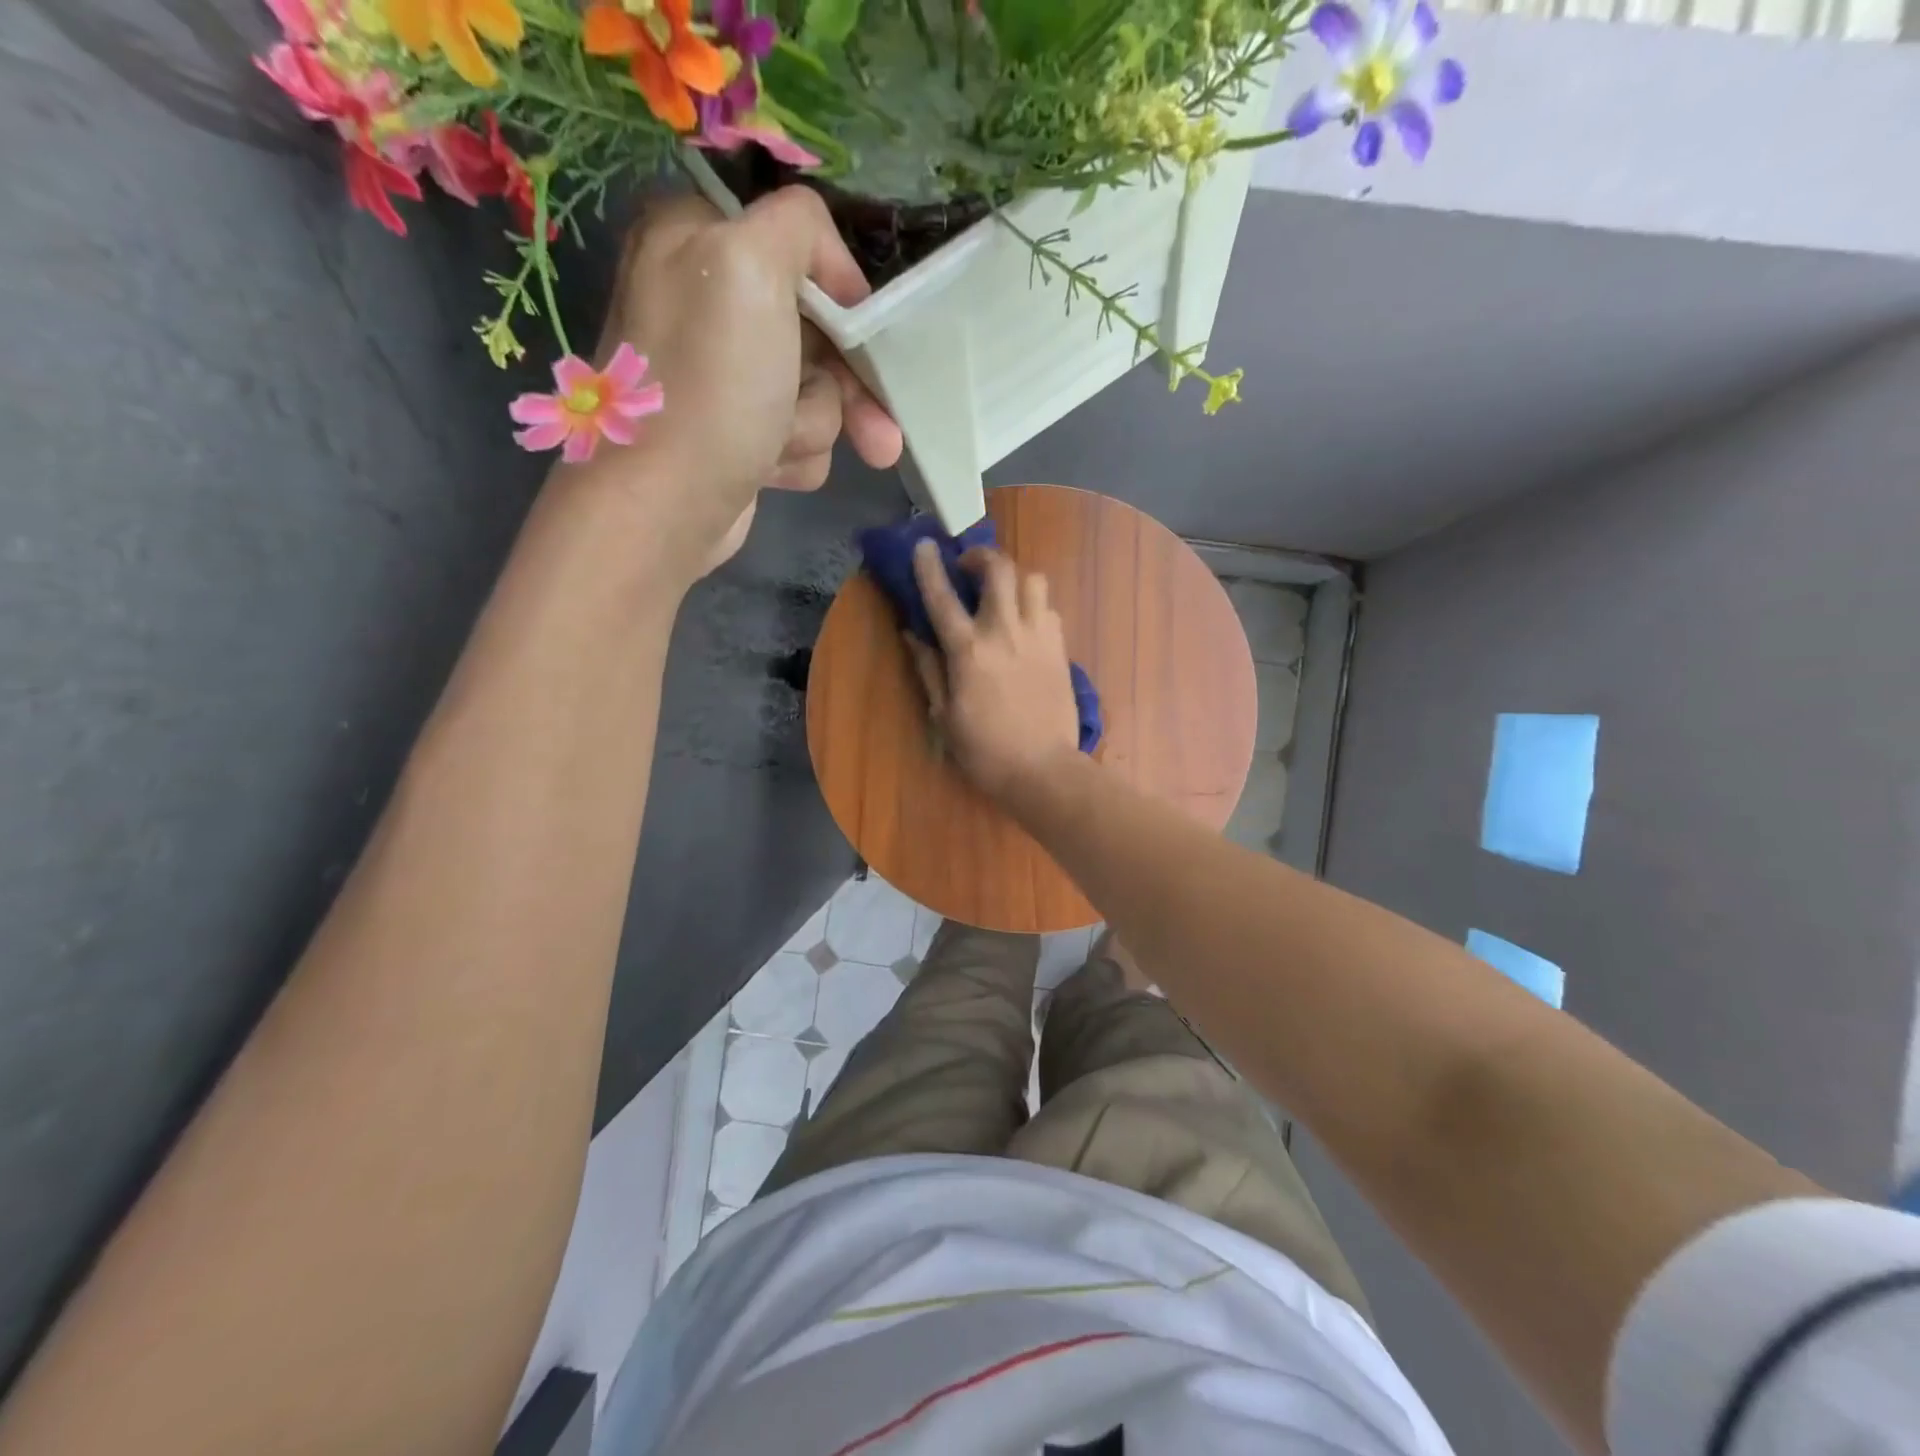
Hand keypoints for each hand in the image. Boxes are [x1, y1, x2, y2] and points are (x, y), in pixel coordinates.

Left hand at [570, 188, 902, 579]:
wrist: (665, 507)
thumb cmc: (709, 387)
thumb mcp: (751, 266)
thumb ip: (799, 226)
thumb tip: (835, 270)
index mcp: (697, 239)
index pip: (799, 245)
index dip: (841, 292)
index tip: (865, 330)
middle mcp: (708, 301)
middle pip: (819, 329)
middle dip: (846, 385)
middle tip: (879, 433)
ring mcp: (724, 375)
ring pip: (818, 390)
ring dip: (813, 425)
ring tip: (778, 447)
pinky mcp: (737, 433)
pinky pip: (800, 435)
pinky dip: (795, 456)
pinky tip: (768, 470)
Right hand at [906, 540, 1080, 802]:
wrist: (1044, 770)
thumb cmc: (986, 750)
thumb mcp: (944, 715)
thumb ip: (929, 669)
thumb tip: (913, 635)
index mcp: (969, 650)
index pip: (943, 596)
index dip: (929, 566)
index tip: (924, 544)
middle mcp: (1005, 632)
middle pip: (999, 569)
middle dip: (981, 556)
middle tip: (969, 568)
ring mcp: (1039, 637)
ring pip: (1032, 580)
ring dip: (1013, 578)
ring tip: (1002, 594)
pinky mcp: (1061, 648)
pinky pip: (1049, 608)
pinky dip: (1034, 604)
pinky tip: (1025, 623)